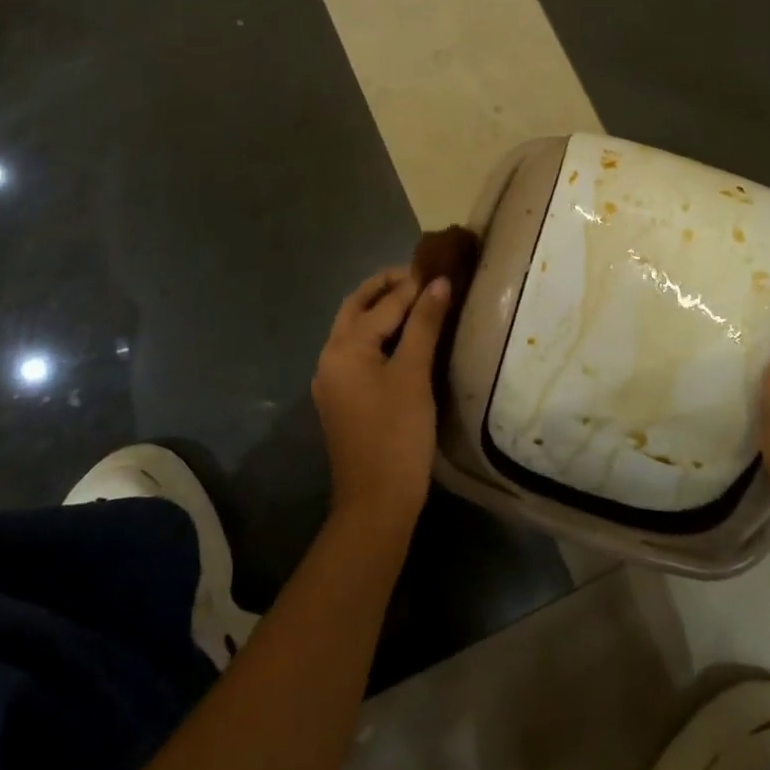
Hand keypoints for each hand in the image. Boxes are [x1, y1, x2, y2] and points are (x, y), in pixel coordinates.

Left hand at [311, 266, 450, 526]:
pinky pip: (358, 351)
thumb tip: (438, 282)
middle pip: (356, 308)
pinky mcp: (343, 397)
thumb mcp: (414, 374)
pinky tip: (406, 337)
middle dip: (386, 288)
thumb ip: (425, 324)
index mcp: (343, 347)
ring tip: (418, 299)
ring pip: (355, 329)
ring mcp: (333, 379)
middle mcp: (330, 357)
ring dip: (381, 309)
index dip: (412, 285)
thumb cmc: (397, 434)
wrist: (377, 503)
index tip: (439, 266)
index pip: (382, 304)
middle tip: (422, 276)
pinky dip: (379, 334)